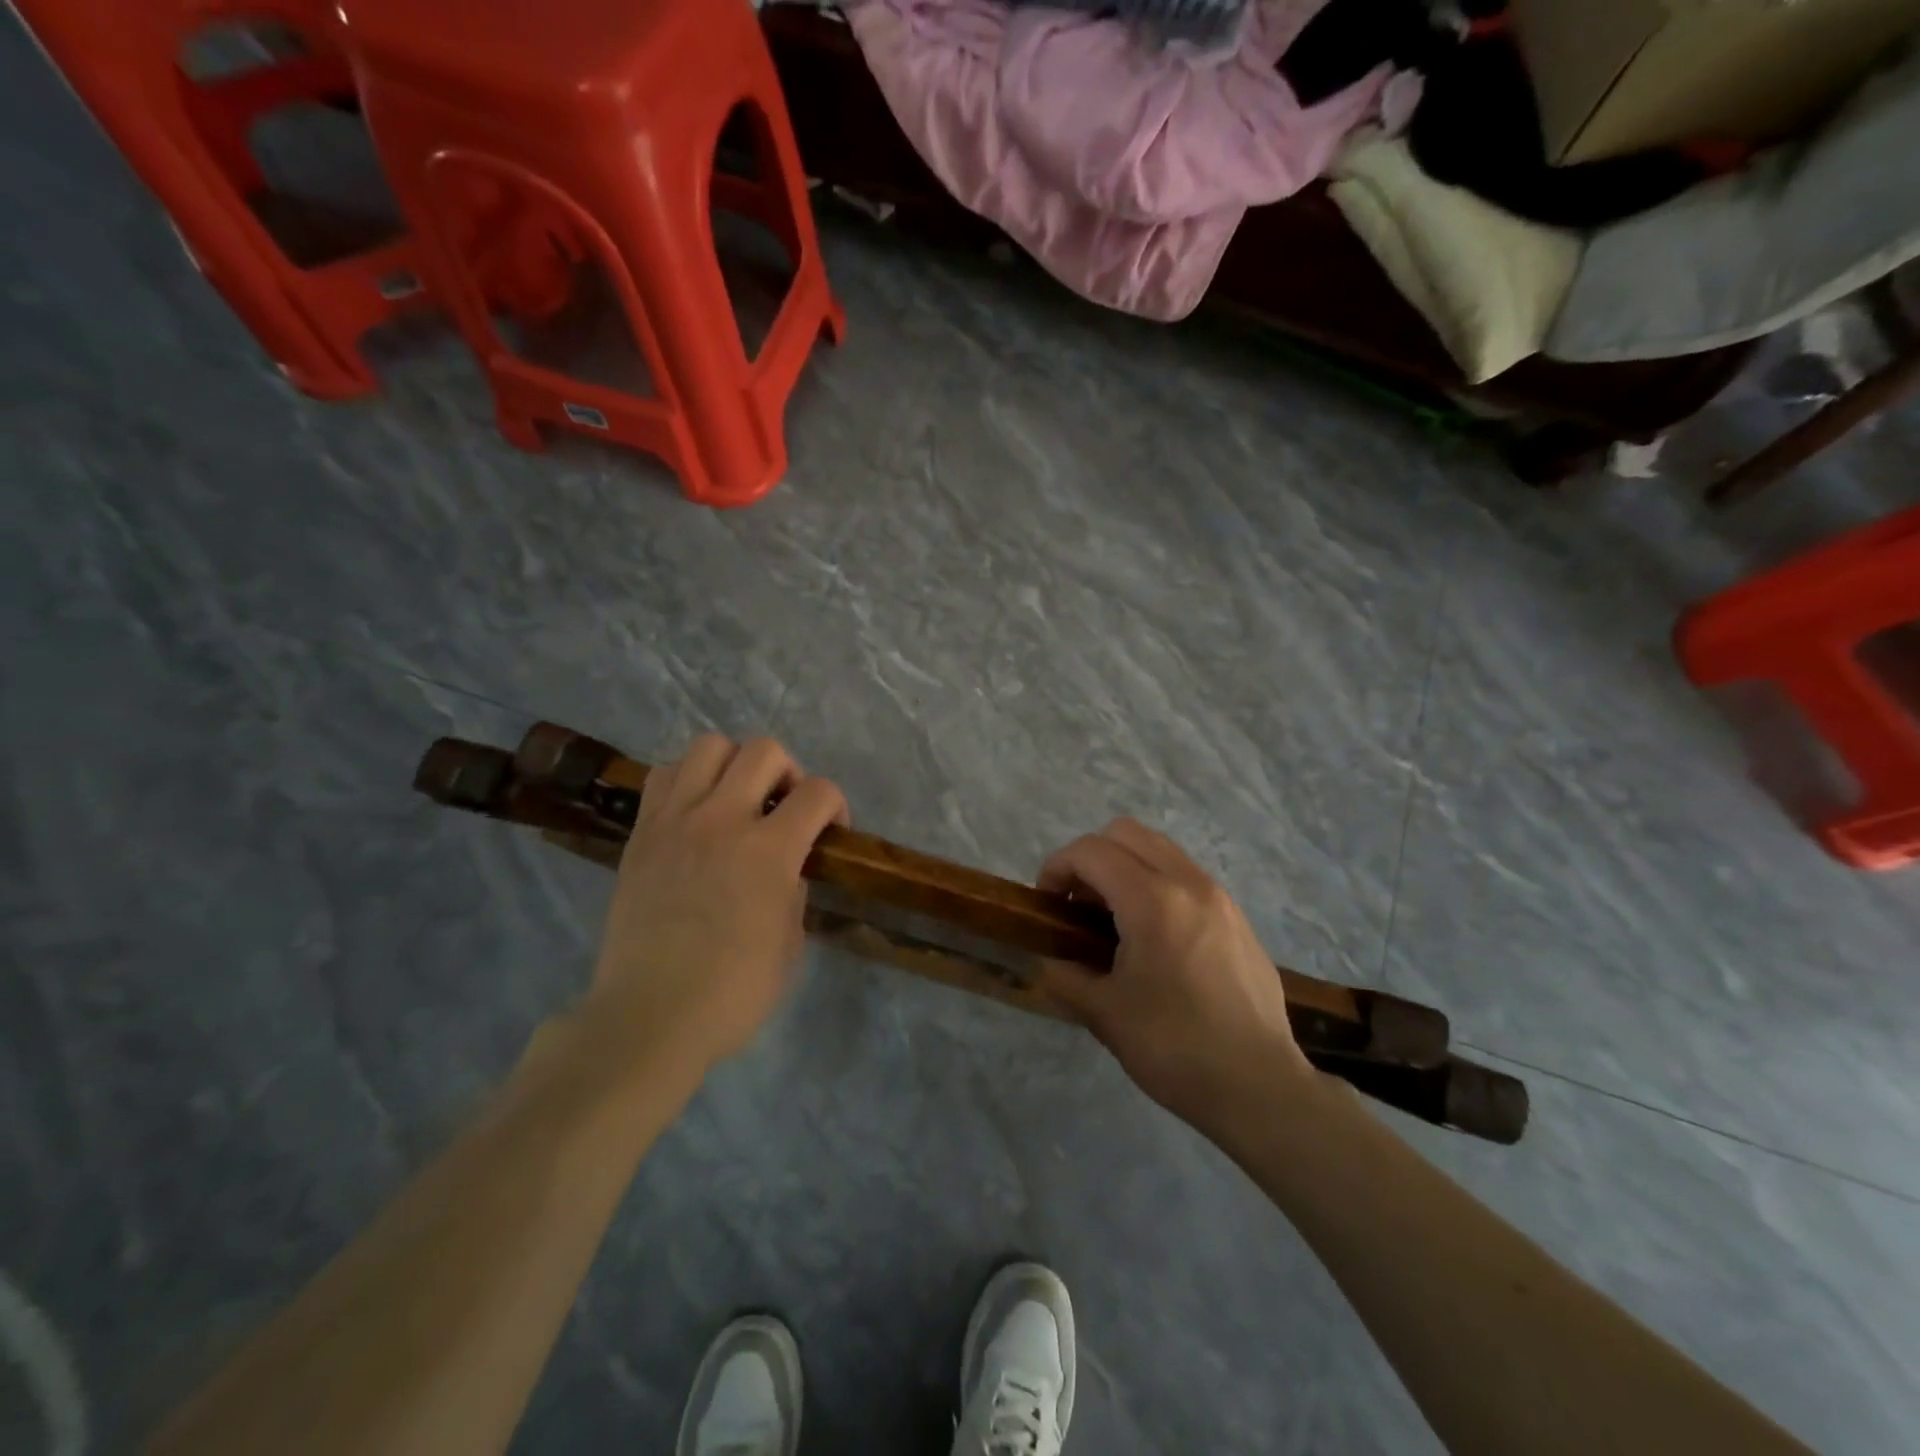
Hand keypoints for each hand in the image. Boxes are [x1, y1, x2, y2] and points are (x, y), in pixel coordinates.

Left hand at [587, 734, 847, 1072]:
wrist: (649, 1016)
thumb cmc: (733, 991)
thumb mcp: (790, 942)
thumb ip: (793, 888)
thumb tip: (786, 866)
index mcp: (769, 851)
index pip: (819, 792)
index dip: (835, 805)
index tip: (828, 833)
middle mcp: (723, 820)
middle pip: (765, 751)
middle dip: (789, 773)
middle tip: (783, 808)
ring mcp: (676, 820)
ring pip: (710, 745)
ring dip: (735, 765)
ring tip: (736, 800)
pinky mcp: (641, 832)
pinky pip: (664, 774)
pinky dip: (688, 779)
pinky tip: (696, 811)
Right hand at [1038, 819, 1313, 1123]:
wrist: (1260, 1087)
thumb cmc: (1175, 1048)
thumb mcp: (1103, 1014)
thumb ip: (1064, 974)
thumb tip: (1050, 959)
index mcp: (1153, 900)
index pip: (1091, 851)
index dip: (1057, 868)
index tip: (1047, 905)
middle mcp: (1189, 883)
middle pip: (1126, 832)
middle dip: (1090, 858)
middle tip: (1078, 905)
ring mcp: (1220, 897)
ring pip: (1160, 849)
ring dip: (1125, 867)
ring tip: (1114, 919)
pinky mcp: (1238, 917)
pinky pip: (1186, 876)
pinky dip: (1156, 884)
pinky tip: (1154, 938)